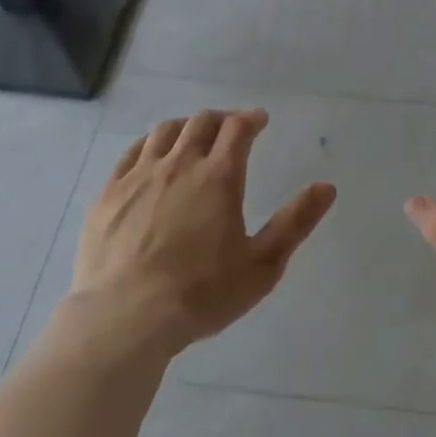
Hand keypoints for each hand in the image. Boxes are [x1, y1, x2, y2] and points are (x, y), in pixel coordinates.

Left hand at [69, 109, 335, 351]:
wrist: (124, 317)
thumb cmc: (201, 294)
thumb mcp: (262, 265)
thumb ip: (295, 222)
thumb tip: (327, 187)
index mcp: (219, 177)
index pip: (237, 129)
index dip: (251, 119)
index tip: (259, 120)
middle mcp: (179, 165)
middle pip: (201, 123)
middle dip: (220, 119)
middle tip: (230, 129)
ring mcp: (139, 176)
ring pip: (164, 132)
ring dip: (185, 127)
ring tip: (192, 137)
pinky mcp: (108, 194)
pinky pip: (130, 153)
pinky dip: (148, 144)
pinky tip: (151, 155)